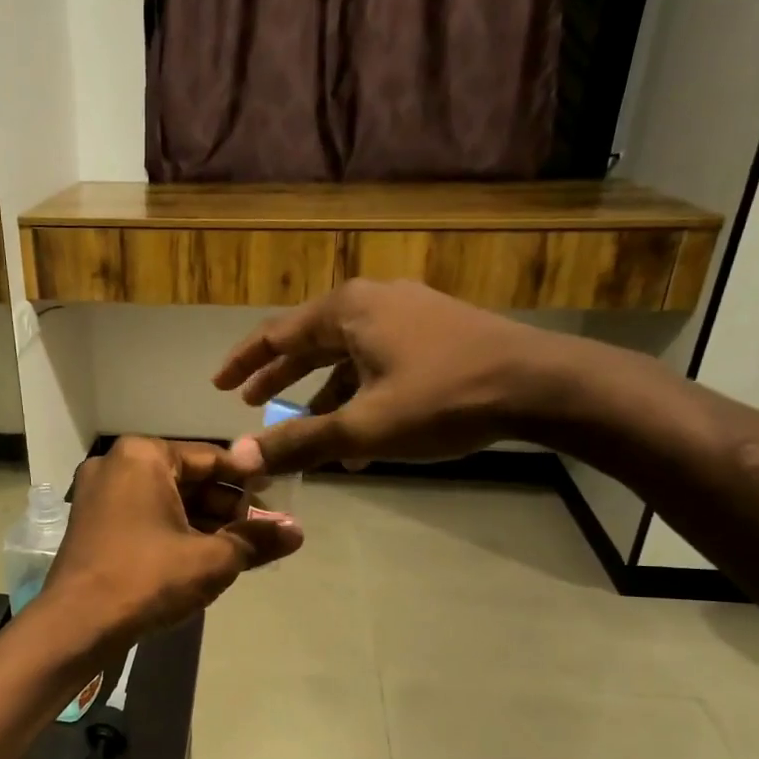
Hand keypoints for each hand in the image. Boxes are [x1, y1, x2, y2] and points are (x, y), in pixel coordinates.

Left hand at [39, 437, 302, 643]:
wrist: (76, 625)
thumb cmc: (147, 578)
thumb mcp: (212, 559)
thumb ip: (256, 540)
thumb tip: (298, 531)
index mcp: (142, 455)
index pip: (210, 458)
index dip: (247, 480)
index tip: (275, 499)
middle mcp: (116, 464)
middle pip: (186, 478)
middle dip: (225, 506)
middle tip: (260, 531)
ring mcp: (98, 495)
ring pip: (164, 500)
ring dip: (202, 522)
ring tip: (239, 548)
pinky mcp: (91, 524)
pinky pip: (143, 516)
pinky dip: (173, 531)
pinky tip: (202, 556)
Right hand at [211, 279, 567, 477]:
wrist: (540, 385)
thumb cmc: (443, 399)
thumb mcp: (363, 427)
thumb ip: (299, 441)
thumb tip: (242, 458)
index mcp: (347, 310)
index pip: (276, 334)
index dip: (243, 363)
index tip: (218, 385)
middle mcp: (373, 300)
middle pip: (309, 341)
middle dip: (279, 377)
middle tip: (250, 401)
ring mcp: (407, 312)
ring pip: (346, 355)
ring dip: (322, 394)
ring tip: (304, 430)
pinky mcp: (434, 330)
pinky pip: (377, 360)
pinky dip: (358, 392)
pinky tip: (359, 434)